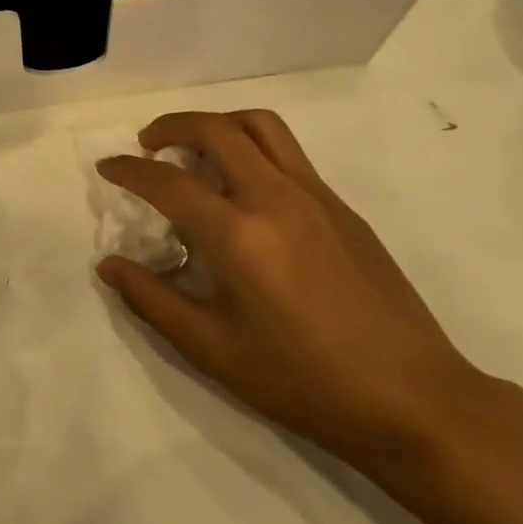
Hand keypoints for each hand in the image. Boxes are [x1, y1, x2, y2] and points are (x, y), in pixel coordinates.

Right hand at [96, 110, 491, 477]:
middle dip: (171, 126)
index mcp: (238, 234)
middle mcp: (274, 198)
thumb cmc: (304, 381)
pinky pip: (288, 153)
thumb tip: (109, 265)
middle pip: (215, 129)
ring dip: (217, 124)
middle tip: (148, 145)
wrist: (414, 399)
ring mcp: (314, 196)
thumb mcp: (214, 350)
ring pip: (259, 125)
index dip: (129, 169)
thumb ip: (153, 300)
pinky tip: (245, 189)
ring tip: (196, 149)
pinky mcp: (342, 206)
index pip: (167, 181)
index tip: (108, 167)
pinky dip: (252, 147)